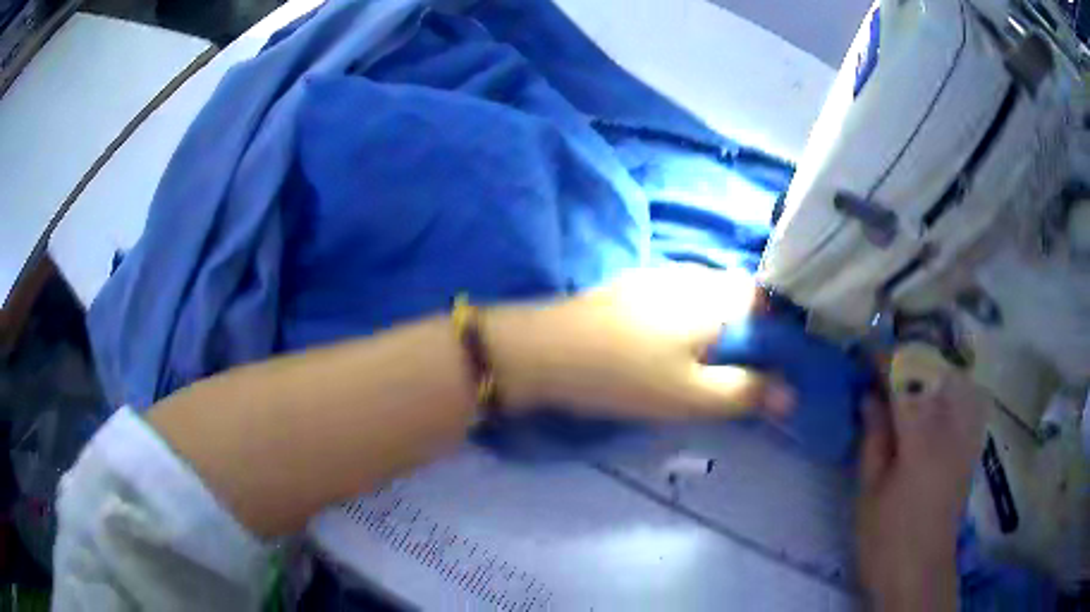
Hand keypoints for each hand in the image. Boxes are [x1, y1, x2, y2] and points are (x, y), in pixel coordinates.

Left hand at [486, 265, 794, 419]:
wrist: (544, 352)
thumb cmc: (625, 376)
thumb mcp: (692, 396)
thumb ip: (745, 392)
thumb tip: (791, 394)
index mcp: (716, 297)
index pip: (768, 301)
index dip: (779, 331)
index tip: (776, 364)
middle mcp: (694, 275)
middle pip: (739, 295)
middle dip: (750, 329)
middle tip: (742, 369)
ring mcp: (660, 276)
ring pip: (709, 294)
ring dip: (720, 323)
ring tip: (711, 361)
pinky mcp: (633, 286)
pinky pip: (681, 296)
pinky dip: (691, 318)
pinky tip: (673, 345)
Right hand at [856, 371, 988, 610]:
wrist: (920, 573)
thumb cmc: (886, 540)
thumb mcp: (869, 493)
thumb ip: (873, 439)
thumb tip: (869, 397)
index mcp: (920, 439)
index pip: (904, 380)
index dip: (883, 360)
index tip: (864, 352)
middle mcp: (950, 427)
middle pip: (933, 371)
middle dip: (906, 360)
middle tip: (882, 368)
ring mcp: (967, 435)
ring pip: (954, 379)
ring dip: (930, 370)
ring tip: (907, 380)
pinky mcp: (973, 446)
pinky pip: (970, 399)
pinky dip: (953, 387)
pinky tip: (938, 398)